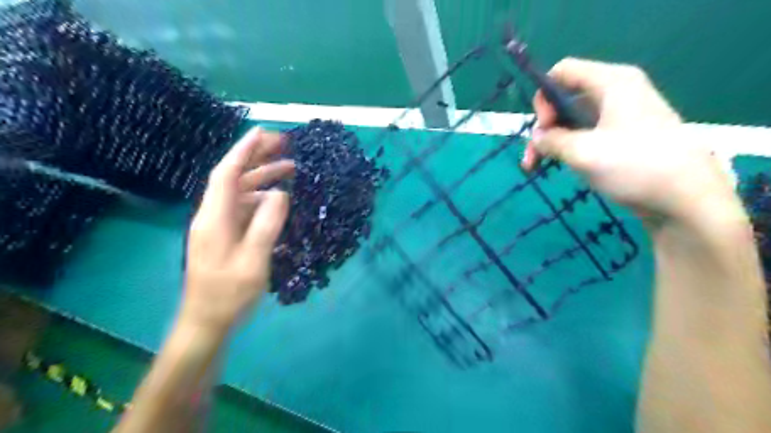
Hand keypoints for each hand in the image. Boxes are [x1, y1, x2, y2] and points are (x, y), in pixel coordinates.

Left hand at [182, 127, 294, 336]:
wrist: (206, 322)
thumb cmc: (228, 295)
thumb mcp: (253, 261)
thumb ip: (267, 226)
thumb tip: (281, 193)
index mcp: (214, 218)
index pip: (227, 173)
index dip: (244, 150)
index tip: (263, 132)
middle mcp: (213, 216)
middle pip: (234, 177)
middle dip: (257, 158)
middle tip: (285, 145)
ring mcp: (218, 226)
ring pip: (241, 192)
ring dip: (264, 178)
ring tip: (291, 169)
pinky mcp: (225, 236)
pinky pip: (245, 208)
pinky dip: (263, 198)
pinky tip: (280, 199)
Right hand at [525, 57, 739, 222]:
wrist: (685, 198)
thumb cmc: (633, 166)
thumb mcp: (583, 152)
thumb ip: (551, 140)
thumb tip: (538, 136)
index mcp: (612, 82)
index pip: (563, 72)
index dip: (544, 96)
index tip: (544, 127)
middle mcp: (616, 92)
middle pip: (565, 99)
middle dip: (544, 126)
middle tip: (532, 155)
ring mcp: (621, 116)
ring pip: (573, 120)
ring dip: (551, 142)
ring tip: (534, 167)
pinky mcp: (623, 137)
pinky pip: (587, 134)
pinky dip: (568, 148)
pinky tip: (558, 166)